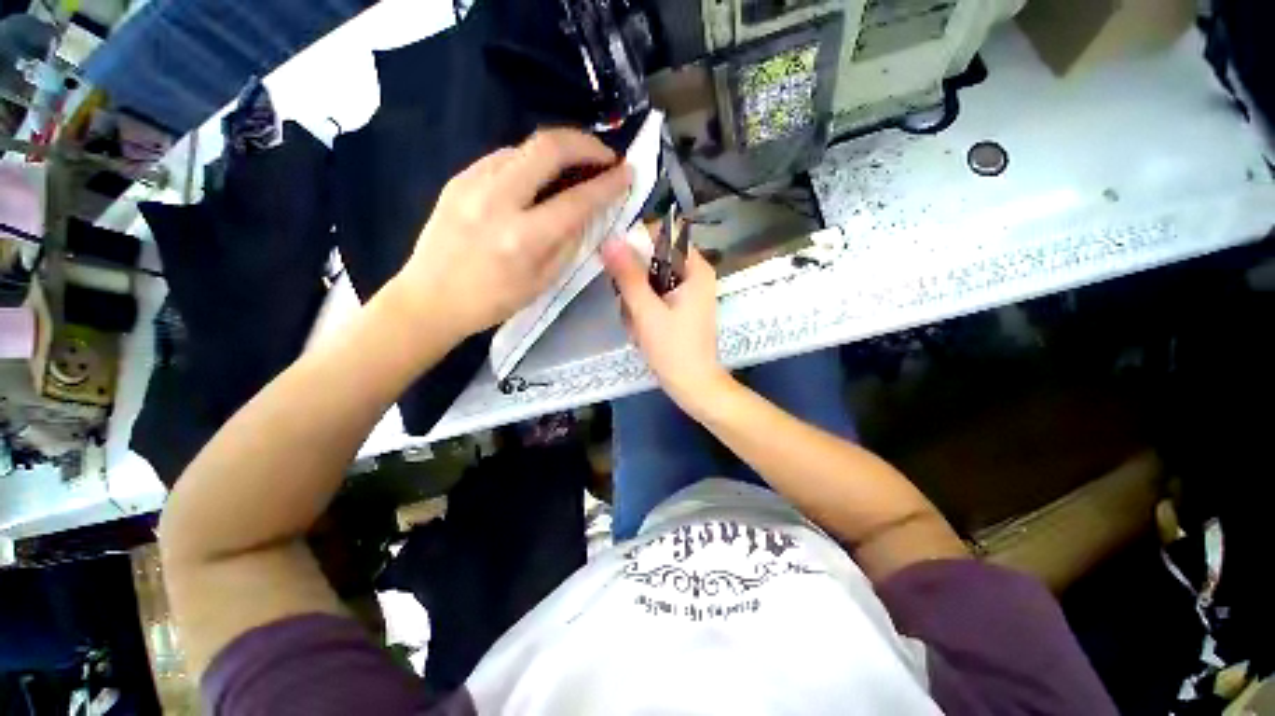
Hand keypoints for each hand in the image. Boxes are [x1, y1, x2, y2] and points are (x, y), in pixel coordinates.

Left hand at [389, 129, 631, 337]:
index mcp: (524, 238)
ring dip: (557, 150)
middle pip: (548, 147)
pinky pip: (503, 157)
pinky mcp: (458, 178)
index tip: (627, 174)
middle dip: (585, 144)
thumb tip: (587, 212)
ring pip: (524, 146)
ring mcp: (473, 183)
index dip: (608, 184)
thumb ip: (569, 243)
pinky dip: (530, 161)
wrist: (430, 298)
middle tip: (605, 156)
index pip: (577, 200)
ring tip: (575, 167)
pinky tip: (538, 177)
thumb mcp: (543, 282)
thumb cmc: (493, 301)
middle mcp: (498, 201)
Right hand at [601, 236, 731, 413]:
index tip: (617, 263)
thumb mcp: (647, 311)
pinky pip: (654, 297)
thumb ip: (628, 275)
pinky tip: (642, 330)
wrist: (693, 385)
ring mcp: (688, 293)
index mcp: (696, 269)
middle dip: (635, 281)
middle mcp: (695, 275)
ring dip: (636, 300)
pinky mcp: (680, 308)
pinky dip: (643, 310)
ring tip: (637, 324)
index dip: (636, 243)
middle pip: (654, 259)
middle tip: (629, 305)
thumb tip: (610, 240)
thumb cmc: (674, 349)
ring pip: (650, 280)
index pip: (663, 235)